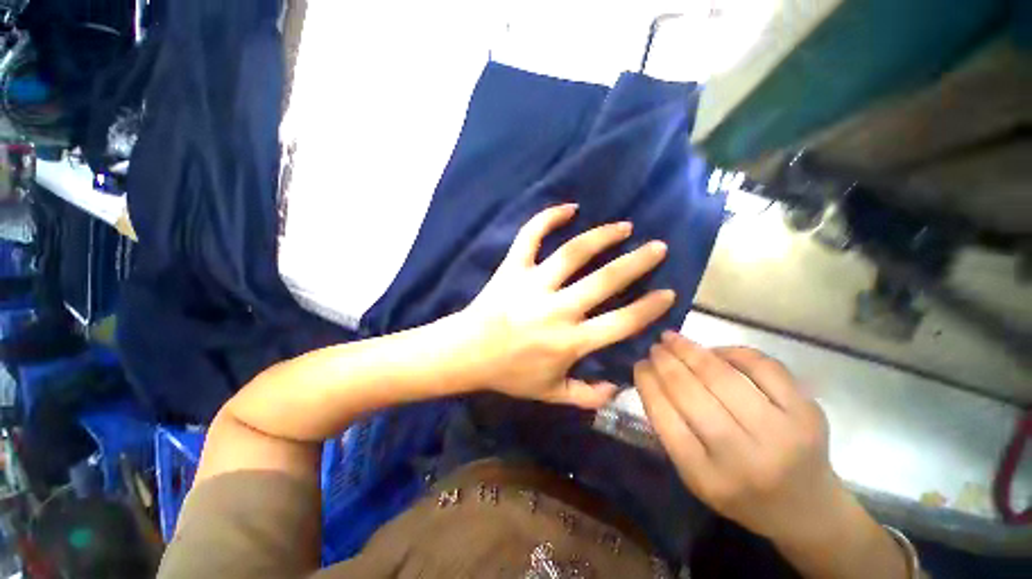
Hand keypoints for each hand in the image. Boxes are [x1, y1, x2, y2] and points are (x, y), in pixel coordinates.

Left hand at [460, 204, 675, 408]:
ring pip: (574, 253)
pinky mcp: (513, 268)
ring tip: (623, 227)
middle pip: (605, 280)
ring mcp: (533, 284)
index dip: (649, 308)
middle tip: (657, 247)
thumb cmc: (508, 374)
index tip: (668, 293)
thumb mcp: (549, 394)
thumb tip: (617, 388)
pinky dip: (547, 218)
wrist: (466, 353)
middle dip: (637, 262)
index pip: (621, 322)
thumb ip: (586, 396)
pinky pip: (530, 236)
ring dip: (602, 236)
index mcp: (569, 341)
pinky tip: (569, 207)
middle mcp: (557, 309)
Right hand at [634, 332, 846, 545]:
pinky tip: (715, 350)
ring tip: (673, 339)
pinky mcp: (807, 413)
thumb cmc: (739, 491)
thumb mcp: (693, 474)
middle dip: (666, 362)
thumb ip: (670, 429)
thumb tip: (652, 376)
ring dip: (691, 350)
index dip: (648, 383)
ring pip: (724, 376)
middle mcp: (745, 457)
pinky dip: (733, 352)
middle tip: (654, 346)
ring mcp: (782, 433)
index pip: (665, 417)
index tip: (639, 364)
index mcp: (708, 477)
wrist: (807, 509)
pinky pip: (763, 367)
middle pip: (692, 393)